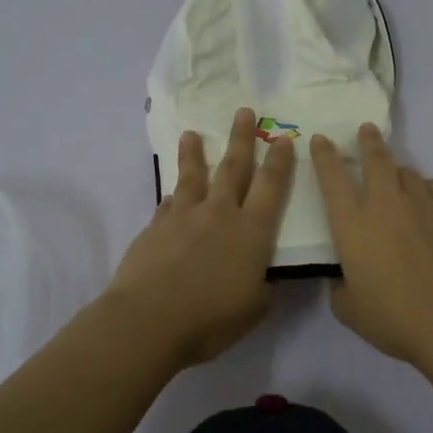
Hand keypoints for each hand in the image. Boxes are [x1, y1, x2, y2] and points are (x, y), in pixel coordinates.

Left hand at [105, 107, 294, 369]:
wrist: (149, 320)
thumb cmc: (210, 319)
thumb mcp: (254, 307)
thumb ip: (262, 285)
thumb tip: (262, 274)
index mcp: (251, 232)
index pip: (270, 187)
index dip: (278, 162)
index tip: (282, 139)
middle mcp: (219, 214)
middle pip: (233, 168)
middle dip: (241, 139)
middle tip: (243, 112)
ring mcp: (184, 216)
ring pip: (193, 176)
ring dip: (195, 153)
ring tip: (191, 134)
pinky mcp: (155, 227)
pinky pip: (169, 203)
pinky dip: (173, 196)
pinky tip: (172, 193)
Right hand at [310, 123, 432, 371]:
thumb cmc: (395, 320)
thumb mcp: (350, 310)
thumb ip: (339, 287)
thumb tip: (343, 277)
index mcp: (353, 226)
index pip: (332, 179)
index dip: (324, 156)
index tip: (321, 139)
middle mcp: (386, 205)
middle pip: (376, 159)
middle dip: (368, 141)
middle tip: (366, 130)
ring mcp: (423, 204)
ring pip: (407, 172)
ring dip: (398, 174)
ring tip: (398, 182)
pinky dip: (428, 190)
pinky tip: (430, 203)